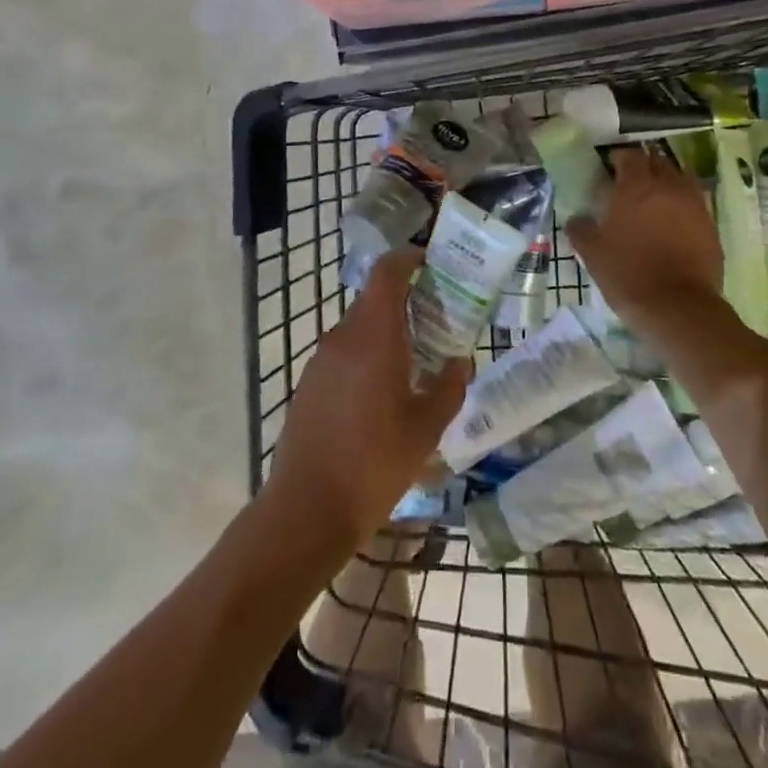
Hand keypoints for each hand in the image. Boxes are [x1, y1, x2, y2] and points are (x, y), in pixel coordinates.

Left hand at [263, 250, 468, 552]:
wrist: (307, 508)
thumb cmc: (374, 463)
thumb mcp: (426, 429)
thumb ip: (449, 388)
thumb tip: (460, 362)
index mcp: (373, 337)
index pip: (386, 274)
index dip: (407, 259)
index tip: (430, 263)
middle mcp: (342, 338)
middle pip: (374, 301)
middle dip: (405, 303)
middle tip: (436, 322)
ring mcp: (320, 361)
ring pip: (358, 329)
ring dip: (385, 333)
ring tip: (415, 362)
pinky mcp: (308, 384)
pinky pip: (343, 354)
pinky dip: (366, 357)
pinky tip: (382, 394)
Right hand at [566, 148, 722, 326]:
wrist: (677, 307)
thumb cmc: (628, 274)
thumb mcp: (593, 254)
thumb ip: (581, 230)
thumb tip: (577, 220)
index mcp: (635, 186)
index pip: (629, 156)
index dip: (618, 159)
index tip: (609, 169)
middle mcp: (668, 186)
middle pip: (657, 161)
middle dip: (644, 166)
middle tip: (631, 182)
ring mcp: (693, 204)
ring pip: (681, 177)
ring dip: (667, 180)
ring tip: (655, 197)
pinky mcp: (710, 224)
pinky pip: (695, 201)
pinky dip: (683, 203)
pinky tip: (674, 220)